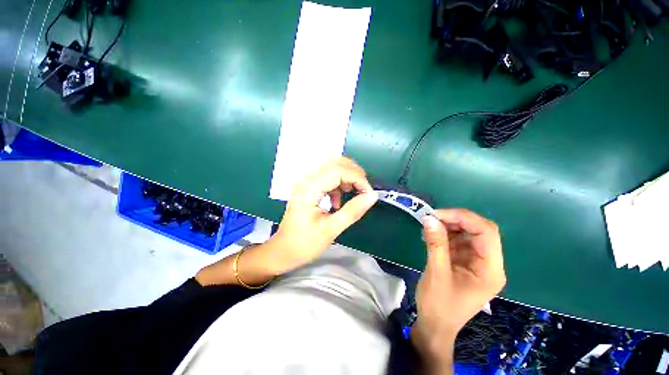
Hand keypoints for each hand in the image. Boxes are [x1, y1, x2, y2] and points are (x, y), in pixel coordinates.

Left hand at [271, 157, 378, 272]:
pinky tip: (338, 201)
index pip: (338, 171)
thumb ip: (353, 211)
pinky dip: (338, 184)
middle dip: (354, 173)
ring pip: (332, 168)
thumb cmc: (304, 244)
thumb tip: (372, 196)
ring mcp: (306, 183)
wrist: (283, 251)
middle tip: (363, 190)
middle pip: (335, 163)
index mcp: (309, 189)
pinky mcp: (308, 188)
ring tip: (353, 194)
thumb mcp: (331, 229)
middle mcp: (306, 181)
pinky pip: (327, 177)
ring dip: (347, 178)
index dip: (358, 179)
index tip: (368, 193)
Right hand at [412, 209, 505, 370]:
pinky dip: (443, 235)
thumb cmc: (439, 305)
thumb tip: (429, 218)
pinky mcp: (464, 262)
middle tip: (431, 218)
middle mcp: (488, 263)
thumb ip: (435, 244)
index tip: (437, 215)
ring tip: (427, 228)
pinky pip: (457, 241)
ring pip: (467, 234)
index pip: (486, 232)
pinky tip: (430, 236)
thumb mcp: (436, 273)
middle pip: (478, 231)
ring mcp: (476, 262)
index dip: (463, 218)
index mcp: (490, 270)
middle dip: (454, 221)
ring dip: (447, 227)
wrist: (435, 326)